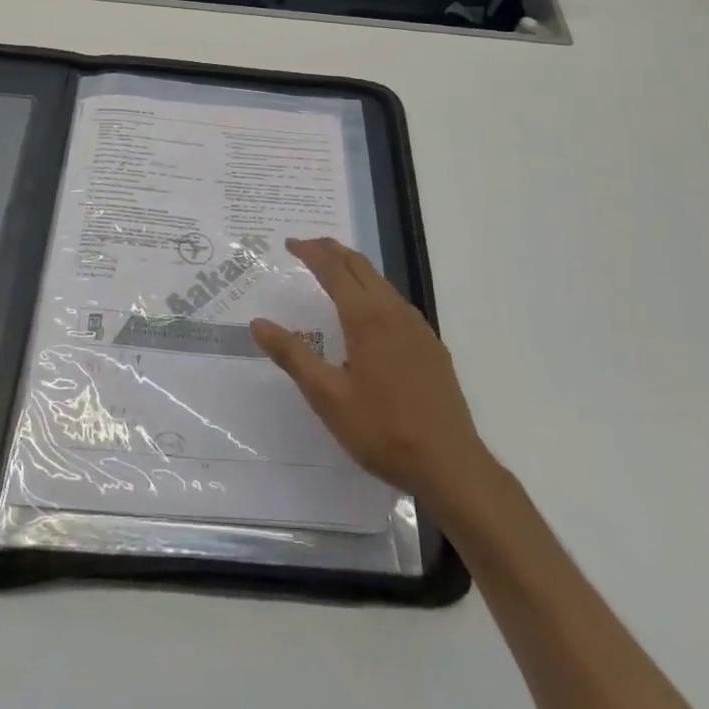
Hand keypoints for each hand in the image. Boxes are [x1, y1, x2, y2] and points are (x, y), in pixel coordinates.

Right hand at [251, 237, 489, 505]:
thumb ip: (293, 356)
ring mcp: (417, 326)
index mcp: (366, 318)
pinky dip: (373, 290)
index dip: (310, 252)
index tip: (289, 244)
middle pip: (360, 265)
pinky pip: (396, 302)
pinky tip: (368, 314)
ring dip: (354, 269)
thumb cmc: (382, 430)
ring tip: (332, 273)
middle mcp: (394, 311)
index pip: (334, 269)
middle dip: (332, 250)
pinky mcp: (431, 344)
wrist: (450, 463)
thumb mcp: (327, 397)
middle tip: (307, 248)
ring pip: (381, 281)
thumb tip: (258, 323)